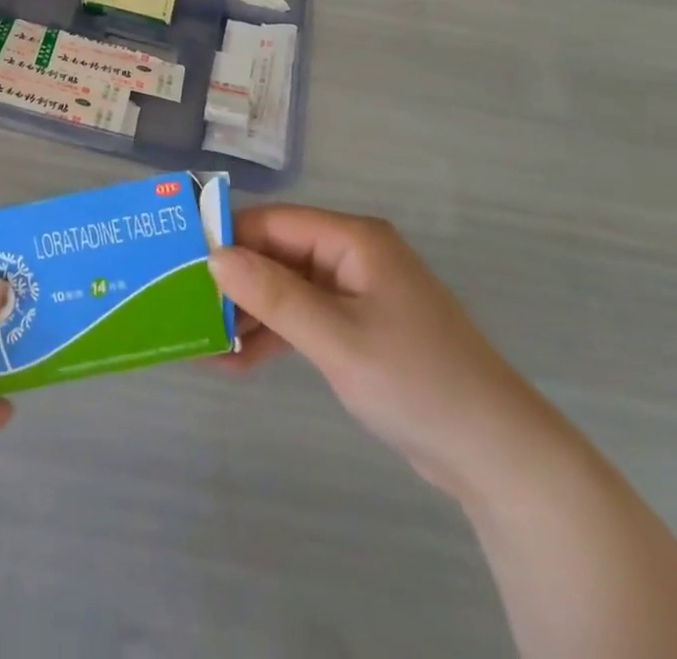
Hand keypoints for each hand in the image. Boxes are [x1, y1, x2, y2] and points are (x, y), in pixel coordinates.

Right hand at [208, 206, 551, 499]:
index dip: (227, 238)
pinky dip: (274, 337)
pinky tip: (236, 363)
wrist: (497, 454)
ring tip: (202, 345)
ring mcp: (356, 292)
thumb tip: (215, 256)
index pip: (275, 223)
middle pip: (278, 255)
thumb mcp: (337, 338)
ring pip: (287, 289)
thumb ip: (274, 295)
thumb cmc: (416, 381)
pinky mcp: (359, 328)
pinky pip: (304, 319)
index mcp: (353, 239)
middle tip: (185, 309)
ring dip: (248, 315)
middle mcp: (352, 255)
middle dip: (233, 283)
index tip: (179, 261)